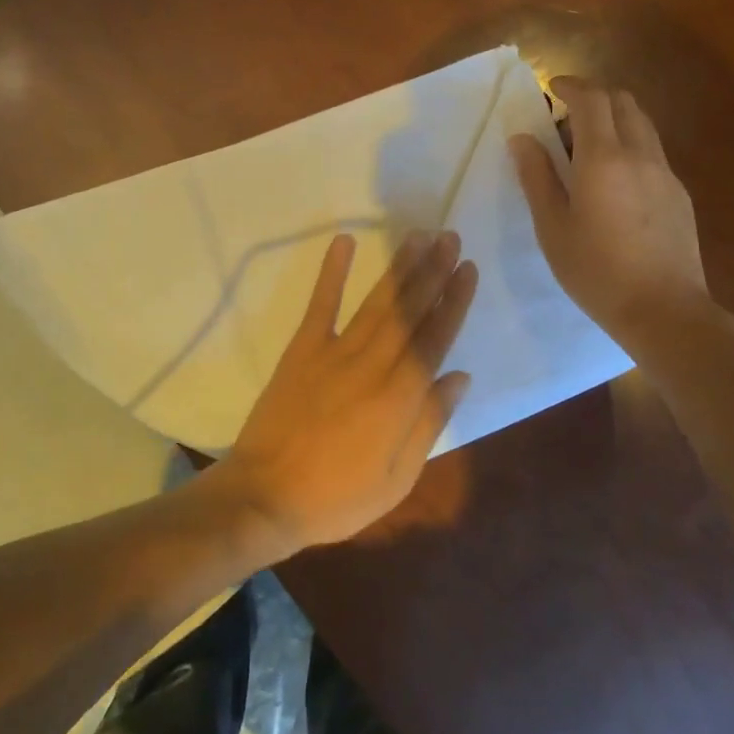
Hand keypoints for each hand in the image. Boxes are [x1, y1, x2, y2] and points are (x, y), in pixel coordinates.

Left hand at [211, 230, 478, 556]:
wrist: (265, 497)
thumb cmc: (337, 497)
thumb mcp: (397, 477)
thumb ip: (430, 422)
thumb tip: (460, 375)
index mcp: (399, 398)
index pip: (435, 339)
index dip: (454, 301)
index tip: (468, 269)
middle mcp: (372, 365)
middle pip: (409, 310)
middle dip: (433, 271)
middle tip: (451, 238)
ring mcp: (334, 352)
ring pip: (376, 302)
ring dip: (400, 267)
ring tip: (419, 236)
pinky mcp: (302, 349)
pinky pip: (320, 304)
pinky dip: (332, 271)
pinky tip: (345, 241)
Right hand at [510, 77, 707, 357]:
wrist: (664, 310)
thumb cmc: (597, 271)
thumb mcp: (553, 227)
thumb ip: (536, 177)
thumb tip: (522, 138)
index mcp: (604, 158)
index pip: (592, 99)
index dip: (571, 85)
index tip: (551, 88)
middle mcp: (640, 154)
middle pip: (623, 102)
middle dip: (594, 97)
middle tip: (565, 118)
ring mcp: (665, 173)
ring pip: (642, 125)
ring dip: (614, 120)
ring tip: (586, 149)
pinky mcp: (679, 194)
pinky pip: (652, 152)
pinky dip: (629, 145)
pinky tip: (613, 182)